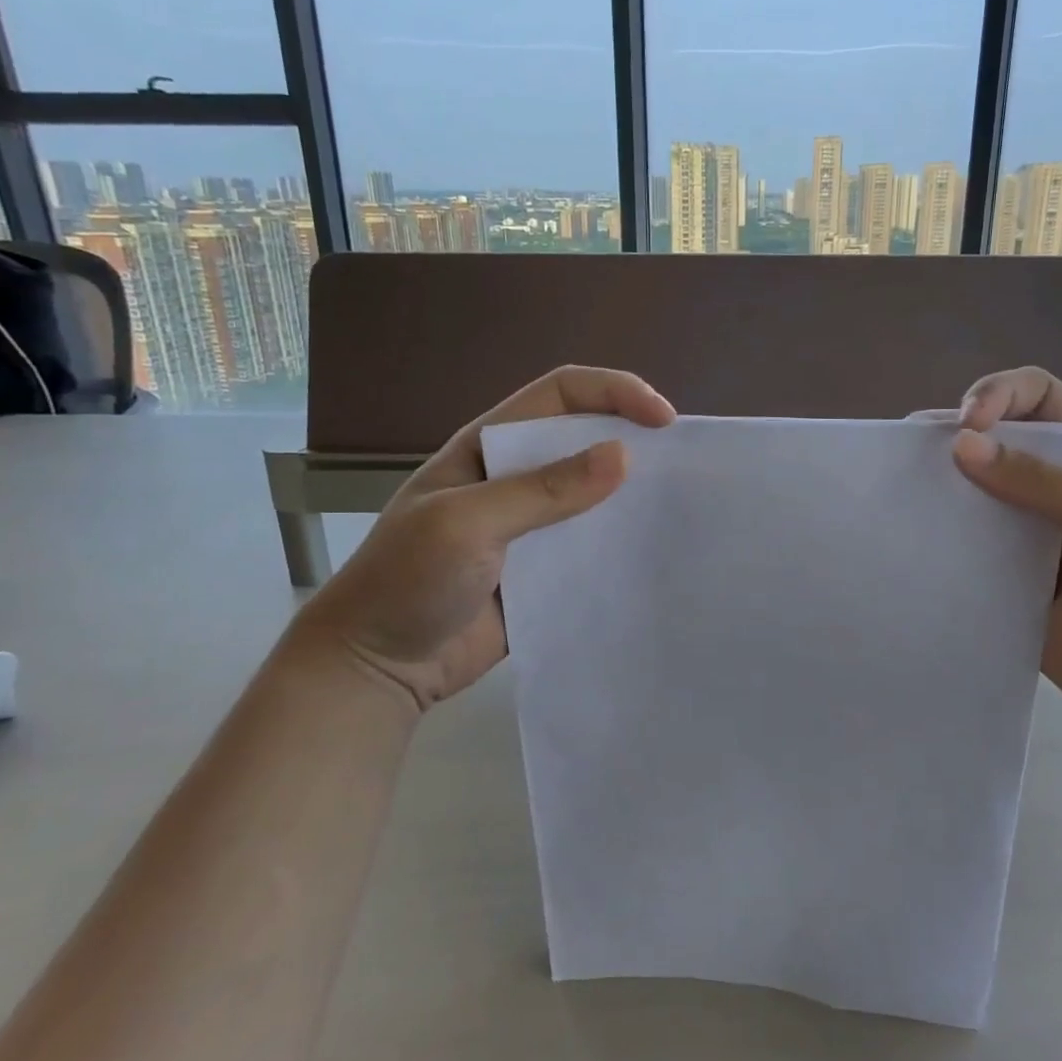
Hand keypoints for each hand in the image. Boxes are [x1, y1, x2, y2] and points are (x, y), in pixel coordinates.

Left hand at [287, 366, 675, 711]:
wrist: (377, 667)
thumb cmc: (406, 580)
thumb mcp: (466, 524)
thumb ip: (542, 491)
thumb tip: (622, 455)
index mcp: (489, 447)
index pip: (561, 395)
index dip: (614, 393)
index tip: (663, 419)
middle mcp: (515, 478)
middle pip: (585, 439)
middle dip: (634, 438)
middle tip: (683, 463)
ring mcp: (531, 526)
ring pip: (595, 495)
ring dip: (633, 494)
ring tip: (680, 507)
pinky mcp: (545, 571)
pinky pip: (592, 547)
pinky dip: (622, 544)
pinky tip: (652, 554)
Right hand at [948, 367, 1061, 761]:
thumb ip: (1044, 483)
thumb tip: (960, 445)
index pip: (1037, 396)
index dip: (997, 395)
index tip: (967, 426)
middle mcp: (1054, 484)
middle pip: (993, 440)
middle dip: (951, 438)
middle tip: (910, 457)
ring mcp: (1025, 534)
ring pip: (969, 493)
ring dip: (937, 488)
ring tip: (898, 493)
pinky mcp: (1003, 579)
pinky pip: (963, 548)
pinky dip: (937, 540)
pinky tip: (912, 541)